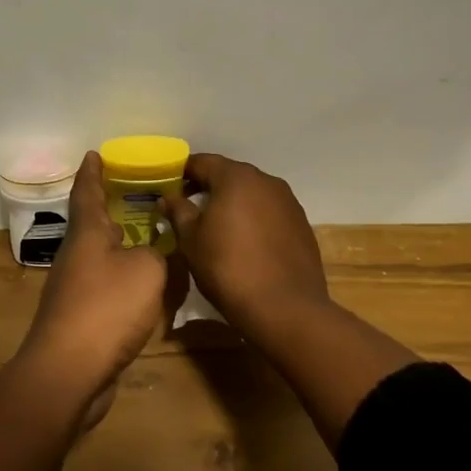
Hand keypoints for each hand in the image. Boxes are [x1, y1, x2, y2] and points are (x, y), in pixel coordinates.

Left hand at [21, 152, 176, 400]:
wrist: (69, 372)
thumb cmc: (106, 309)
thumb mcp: (146, 271)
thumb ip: (156, 254)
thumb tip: (151, 254)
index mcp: (87, 234)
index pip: (87, 191)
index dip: (92, 172)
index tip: (95, 153)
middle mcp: (77, 255)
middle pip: (93, 223)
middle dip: (112, 208)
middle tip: (138, 195)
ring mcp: (75, 288)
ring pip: (102, 256)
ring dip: (122, 245)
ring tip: (151, 238)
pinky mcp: (82, 318)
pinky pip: (107, 287)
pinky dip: (126, 279)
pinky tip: (146, 287)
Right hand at [162, 153, 330, 330]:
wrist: (285, 308)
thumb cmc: (228, 268)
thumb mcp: (191, 240)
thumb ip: (178, 211)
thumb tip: (168, 197)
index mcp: (236, 177)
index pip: (202, 162)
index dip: (182, 172)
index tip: (169, 188)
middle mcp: (266, 181)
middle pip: (230, 175)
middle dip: (208, 187)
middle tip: (189, 208)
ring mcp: (288, 202)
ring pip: (252, 194)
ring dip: (234, 203)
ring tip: (218, 228)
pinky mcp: (302, 225)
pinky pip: (270, 212)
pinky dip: (255, 219)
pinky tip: (246, 243)